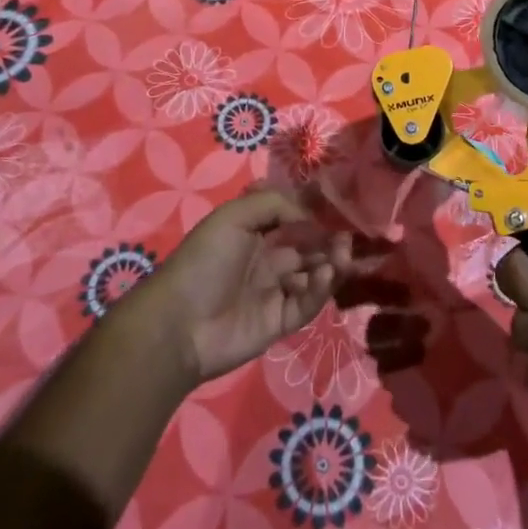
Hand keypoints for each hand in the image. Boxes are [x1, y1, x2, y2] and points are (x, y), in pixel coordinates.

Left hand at [129, 187, 355, 385]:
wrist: (180, 324)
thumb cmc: (205, 261)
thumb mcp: (234, 216)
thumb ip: (275, 205)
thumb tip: (310, 218)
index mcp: (254, 233)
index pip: (293, 220)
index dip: (315, 217)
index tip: (339, 212)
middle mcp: (267, 259)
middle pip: (309, 248)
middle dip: (329, 242)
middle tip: (347, 239)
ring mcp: (275, 292)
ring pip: (313, 275)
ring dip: (331, 265)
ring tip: (341, 259)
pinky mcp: (280, 322)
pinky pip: (307, 303)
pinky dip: (320, 289)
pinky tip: (324, 276)